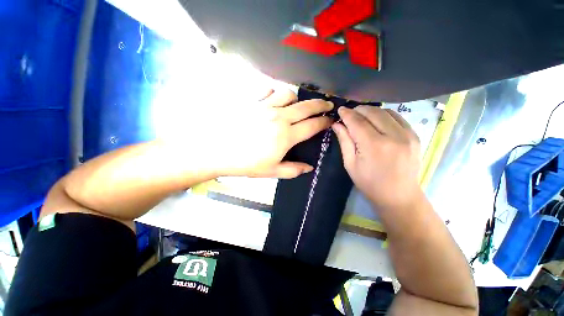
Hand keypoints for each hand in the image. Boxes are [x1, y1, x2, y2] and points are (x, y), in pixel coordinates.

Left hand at [212, 89, 332, 177]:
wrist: (217, 151)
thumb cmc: (246, 163)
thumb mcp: (271, 171)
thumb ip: (293, 169)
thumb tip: (309, 168)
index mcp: (286, 136)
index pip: (312, 125)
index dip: (324, 122)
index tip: (331, 120)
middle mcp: (279, 117)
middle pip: (306, 106)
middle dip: (320, 105)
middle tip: (328, 104)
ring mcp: (265, 106)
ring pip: (289, 94)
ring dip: (296, 99)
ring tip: (296, 105)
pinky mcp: (252, 101)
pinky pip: (268, 90)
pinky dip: (275, 93)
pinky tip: (274, 100)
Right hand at [332, 106, 421, 210]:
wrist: (399, 196)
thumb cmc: (369, 183)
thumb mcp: (350, 164)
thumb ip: (344, 141)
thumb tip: (337, 124)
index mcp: (374, 146)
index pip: (357, 122)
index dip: (347, 114)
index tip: (340, 109)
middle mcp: (393, 136)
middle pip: (373, 112)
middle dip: (359, 109)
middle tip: (349, 113)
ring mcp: (408, 135)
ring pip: (387, 112)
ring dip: (372, 111)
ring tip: (361, 116)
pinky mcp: (415, 136)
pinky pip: (398, 117)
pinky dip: (384, 115)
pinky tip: (377, 120)